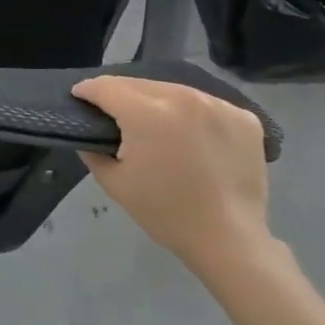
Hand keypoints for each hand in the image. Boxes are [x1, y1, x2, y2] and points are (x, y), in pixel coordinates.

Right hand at [71, 76, 272, 277]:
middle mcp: (183, 98)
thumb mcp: (114, 183)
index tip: (79, 97)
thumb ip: (92, 150)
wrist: (229, 241)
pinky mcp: (244, 117)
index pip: (106, 86)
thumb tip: (89, 132)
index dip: (87, 90)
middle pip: (139, 83)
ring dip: (156, 100)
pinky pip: (206, 104)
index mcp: (147, 113)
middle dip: (119, 94)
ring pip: (173, 89)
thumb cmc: (165, 213)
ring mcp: (218, 104)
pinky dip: (192, 113)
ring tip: (152, 120)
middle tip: (112, 112)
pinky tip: (190, 133)